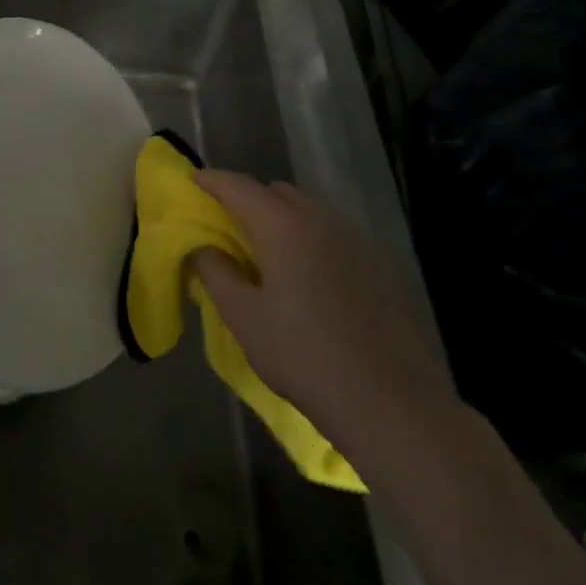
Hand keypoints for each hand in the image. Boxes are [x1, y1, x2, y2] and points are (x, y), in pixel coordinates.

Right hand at [191, 170, 453, 452]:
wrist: (393, 404)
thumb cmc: (305, 356)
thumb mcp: (244, 317)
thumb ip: (216, 272)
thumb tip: (203, 245)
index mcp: (283, 225)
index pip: (239, 186)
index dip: (212, 180)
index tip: (193, 181)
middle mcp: (320, 219)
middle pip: (276, 193)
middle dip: (249, 200)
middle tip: (228, 227)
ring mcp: (355, 241)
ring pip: (308, 213)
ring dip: (282, 221)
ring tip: (266, 255)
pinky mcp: (379, 266)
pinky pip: (332, 236)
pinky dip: (310, 241)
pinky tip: (307, 279)